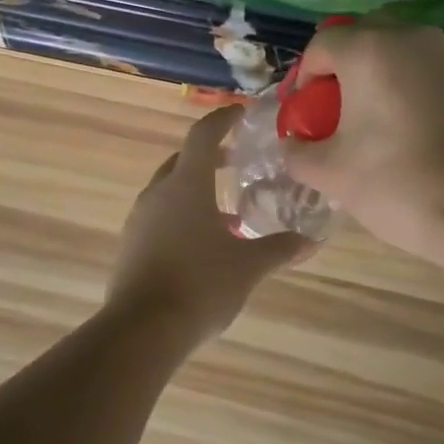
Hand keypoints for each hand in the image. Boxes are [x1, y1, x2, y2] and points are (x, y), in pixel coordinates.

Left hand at [106, 106, 307, 341]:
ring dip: (196, 192)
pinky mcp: (131, 246)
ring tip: (228, 212)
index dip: (223, 119)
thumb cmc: (201, 285)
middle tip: (237, 162)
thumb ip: (280, 248)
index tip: (241, 114)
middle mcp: (158, 194)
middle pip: (183, 161)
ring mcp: (140, 220)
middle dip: (210, 157)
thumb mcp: (248, 266)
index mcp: (186, 185)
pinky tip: (204, 245)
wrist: (142, 330)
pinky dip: (182, 218)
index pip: (203, 135)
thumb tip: (311, 240)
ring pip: (170, 192)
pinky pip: (160, 218)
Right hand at [281, 23, 443, 260]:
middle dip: (343, 67)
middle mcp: (413, 38)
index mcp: (370, 50)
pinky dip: (414, 88)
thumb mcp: (330, 173)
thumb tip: (293, 144)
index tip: (304, 112)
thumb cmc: (399, 184)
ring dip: (381, 75)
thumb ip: (298, 151)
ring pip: (402, 51)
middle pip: (364, 36)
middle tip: (336, 109)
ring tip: (377, 121)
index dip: (304, 76)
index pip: (321, 44)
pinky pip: (432, 71)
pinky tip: (415, 131)